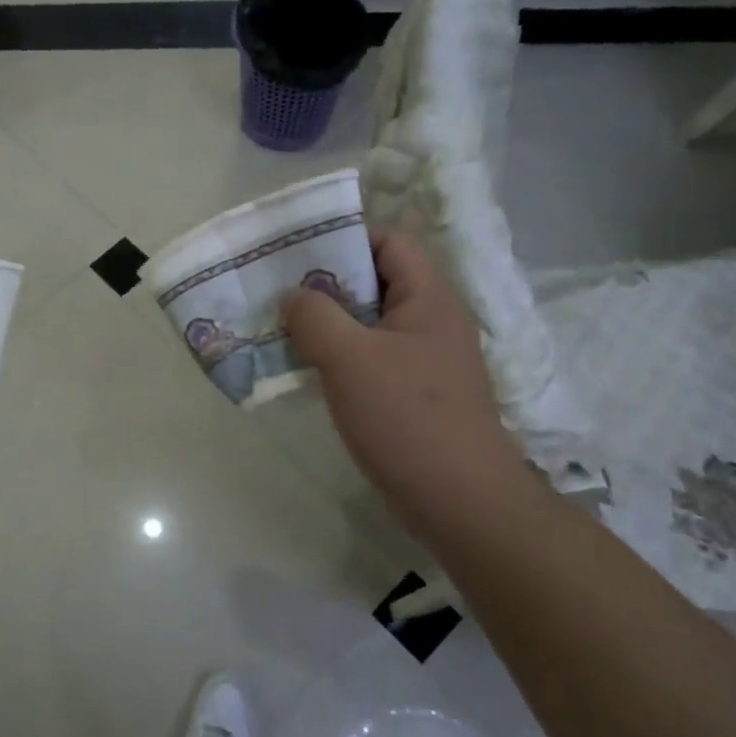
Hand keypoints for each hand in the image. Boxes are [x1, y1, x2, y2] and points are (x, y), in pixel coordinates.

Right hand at [281, 232, 529, 537]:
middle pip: (376, 283)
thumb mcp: (350, 357)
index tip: (298, 250)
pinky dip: (337, 357)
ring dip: (327, 324)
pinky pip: (369, 360)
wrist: (457, 499)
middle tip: (278, 289)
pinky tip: (305, 368)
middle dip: (326, 283)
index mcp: (428, 299)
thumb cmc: (407, 416)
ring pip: (368, 325)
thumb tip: (293, 295)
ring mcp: (422, 361)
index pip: (390, 243)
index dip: (347, 237)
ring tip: (281, 327)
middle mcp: (430, 322)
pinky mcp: (412, 395)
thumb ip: (315, 316)